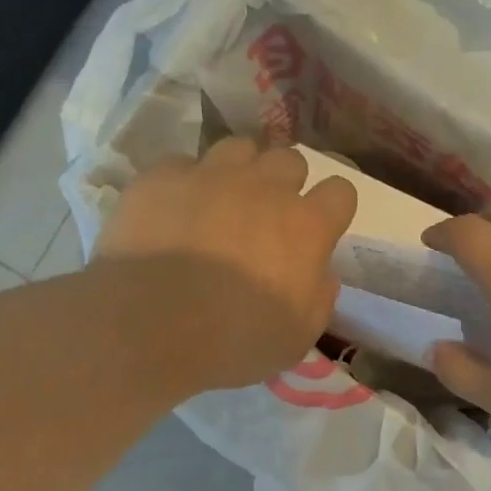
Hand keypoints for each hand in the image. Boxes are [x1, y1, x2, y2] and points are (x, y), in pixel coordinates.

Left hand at [93, 137, 357, 391]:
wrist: (149, 328)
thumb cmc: (233, 342)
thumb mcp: (297, 338)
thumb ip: (319, 298)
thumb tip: (322, 273)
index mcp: (305, 227)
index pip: (341, 192)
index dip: (331, 211)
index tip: (318, 233)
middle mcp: (264, 187)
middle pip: (290, 160)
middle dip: (285, 185)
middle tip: (268, 220)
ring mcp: (210, 175)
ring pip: (239, 149)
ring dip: (240, 172)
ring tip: (223, 204)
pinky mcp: (161, 177)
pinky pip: (183, 165)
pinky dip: (186, 184)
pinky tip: (174, 212)